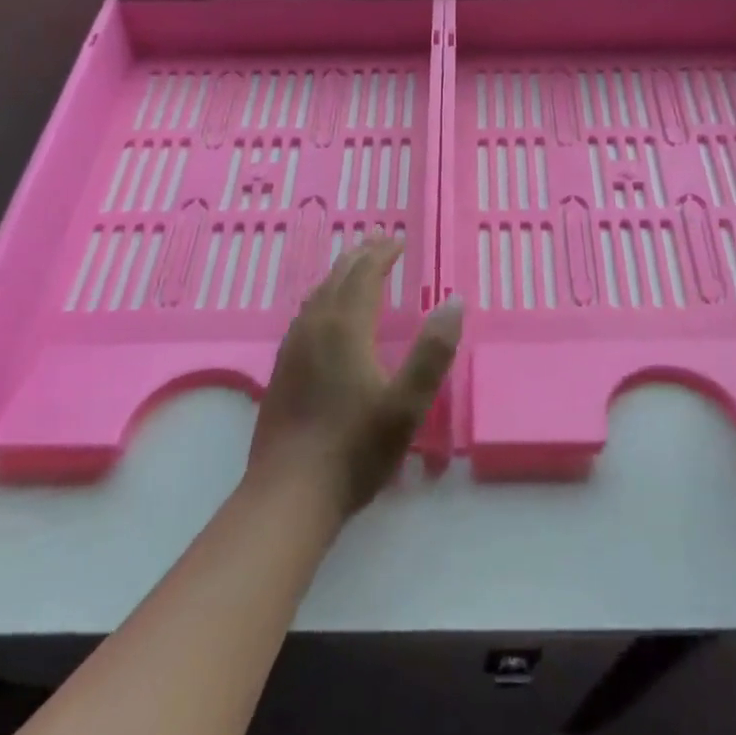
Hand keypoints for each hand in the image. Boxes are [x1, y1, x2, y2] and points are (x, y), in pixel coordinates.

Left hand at [248, 237, 462, 520]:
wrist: (289, 494)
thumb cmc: (355, 448)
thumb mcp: (408, 404)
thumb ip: (433, 351)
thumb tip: (454, 300)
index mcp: (345, 328)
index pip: (364, 274)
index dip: (382, 254)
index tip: (399, 240)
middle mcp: (314, 328)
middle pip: (337, 278)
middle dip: (360, 256)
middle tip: (380, 241)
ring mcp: (292, 348)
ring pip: (317, 295)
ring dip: (339, 274)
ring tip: (355, 268)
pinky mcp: (281, 370)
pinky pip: (305, 315)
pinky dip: (323, 298)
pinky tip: (324, 315)